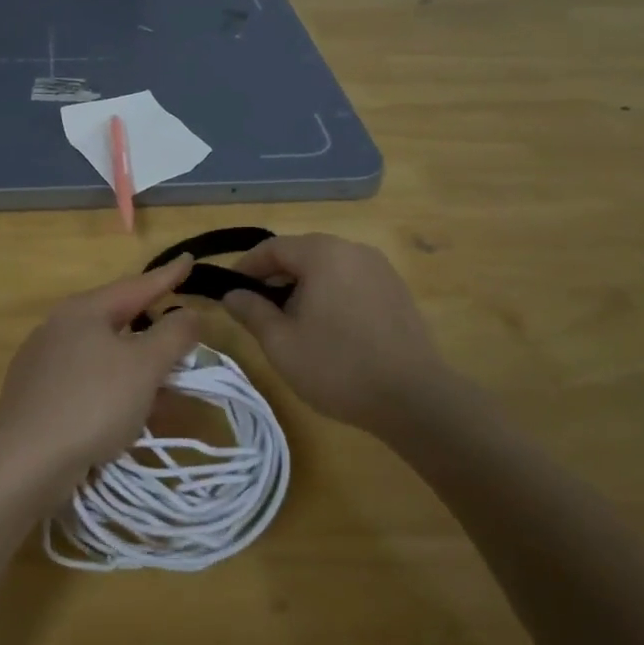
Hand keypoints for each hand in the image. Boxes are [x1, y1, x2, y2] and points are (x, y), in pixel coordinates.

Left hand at [0, 256, 201, 493]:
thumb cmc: (91, 403)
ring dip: (136, 364)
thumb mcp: (144, 366)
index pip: (136, 285)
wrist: (23, 463)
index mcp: (83, 310)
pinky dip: (114, 387)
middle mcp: (58, 327)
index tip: (189, 259)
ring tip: (163, 378)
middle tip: (180, 328)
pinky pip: (87, 381)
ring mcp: (42, 362)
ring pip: (102, 354)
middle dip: (152, 326)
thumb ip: (172, 335)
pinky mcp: (36, 396)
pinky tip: (127, 410)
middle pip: (116, 319)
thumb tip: (189, 314)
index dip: (168, 276)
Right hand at [221, 234, 453, 438]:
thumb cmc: (338, 367)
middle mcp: (353, 249)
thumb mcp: (281, 343)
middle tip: (257, 309)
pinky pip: (352, 281)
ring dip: (304, 286)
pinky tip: (328, 328)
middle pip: (303, 253)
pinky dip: (332, 293)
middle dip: (275, 277)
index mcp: (323, 254)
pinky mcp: (396, 290)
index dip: (246, 266)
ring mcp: (380, 268)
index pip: (273, 247)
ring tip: (291, 321)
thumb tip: (232, 294)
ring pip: (329, 267)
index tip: (229, 289)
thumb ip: (252, 312)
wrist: (414, 398)